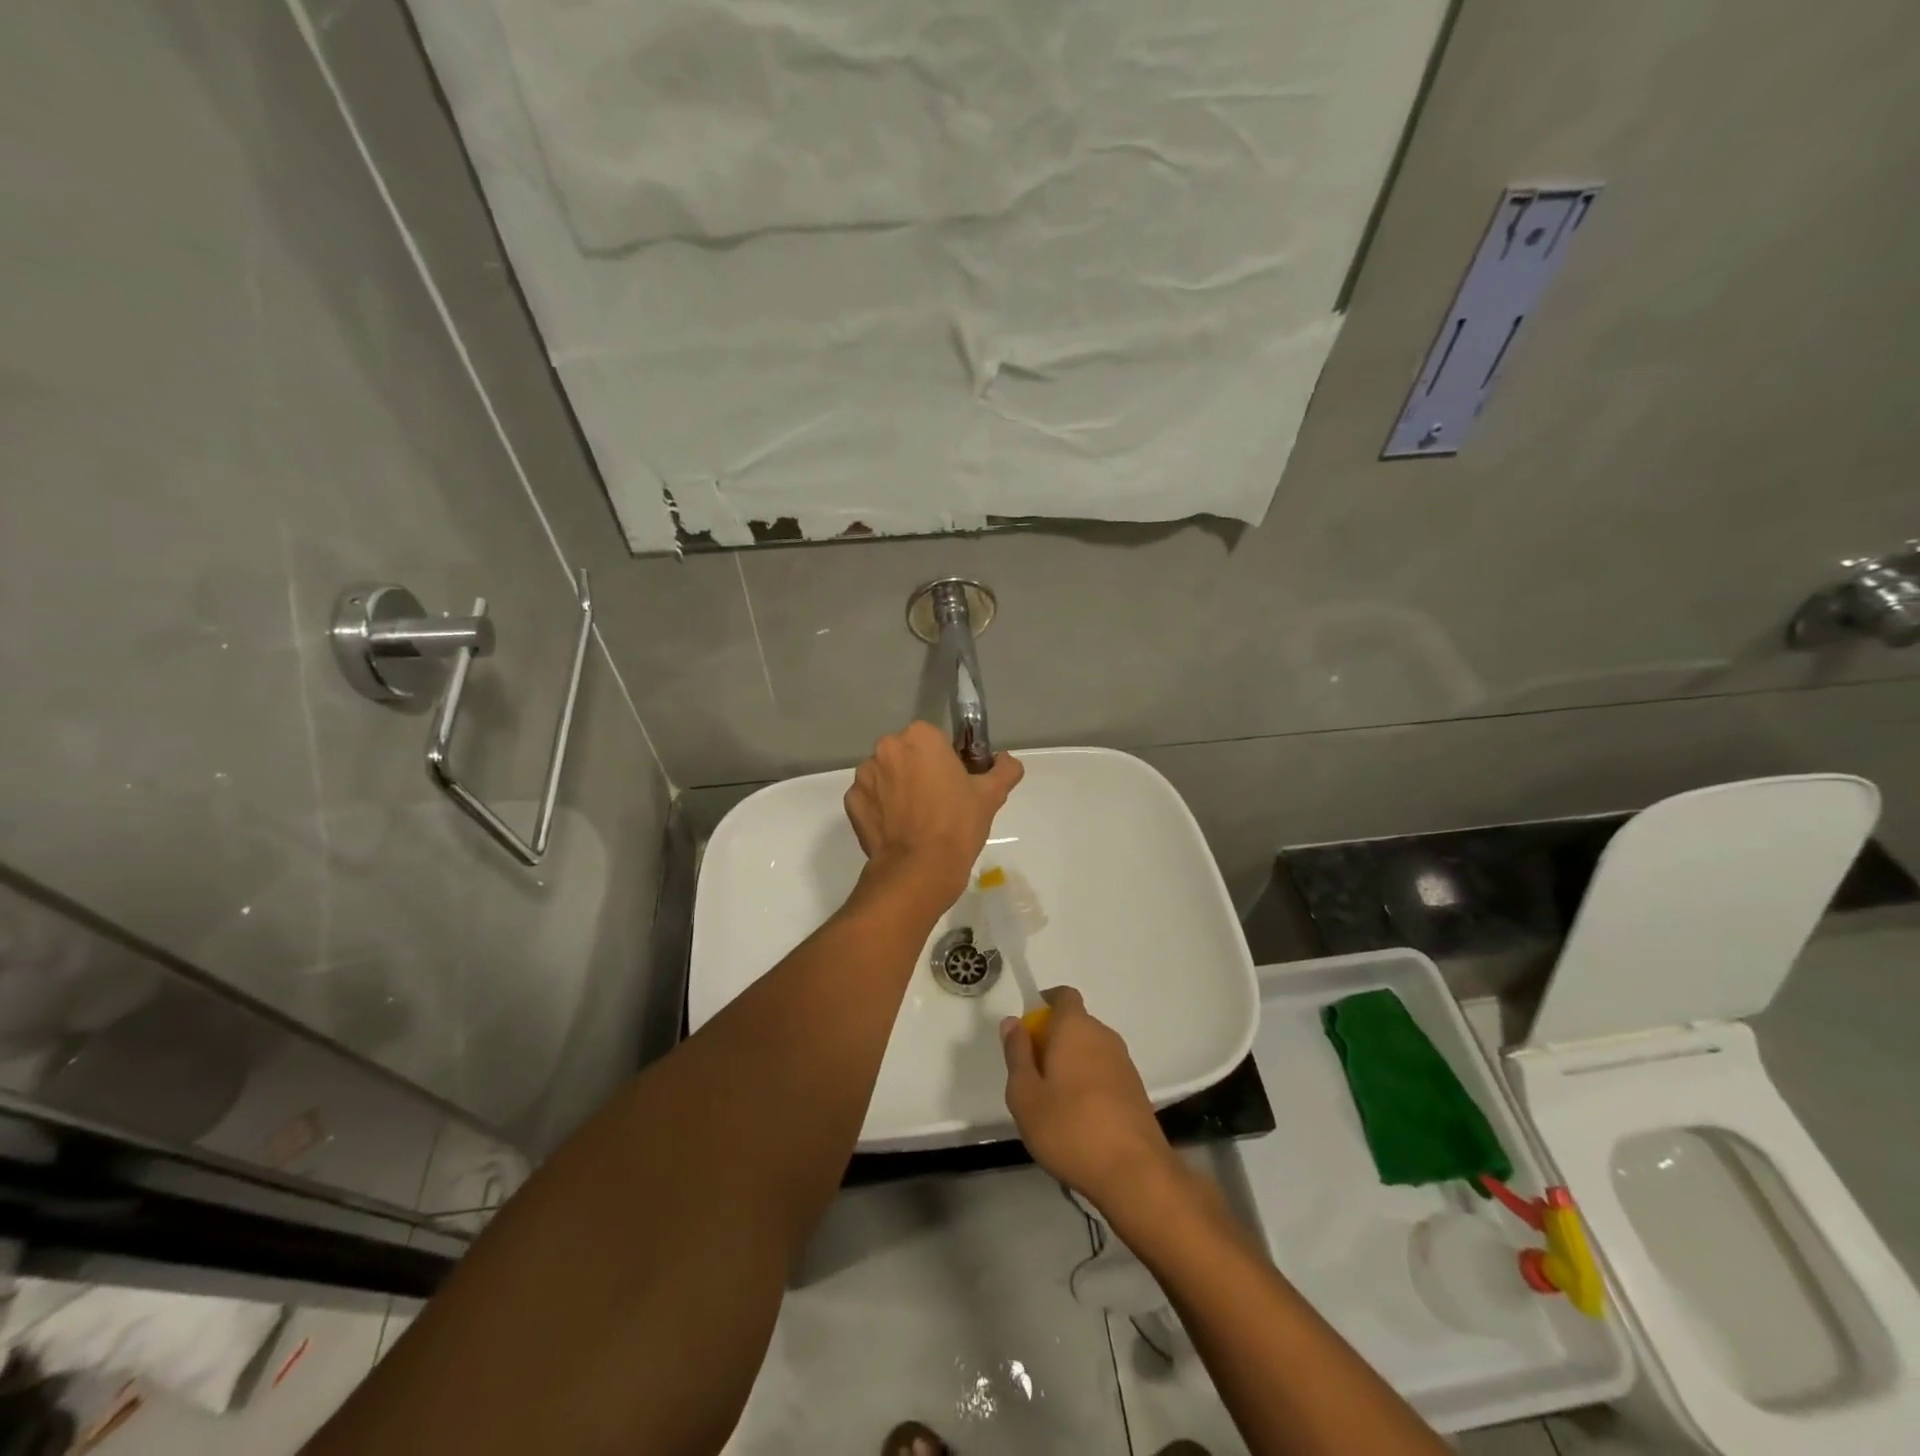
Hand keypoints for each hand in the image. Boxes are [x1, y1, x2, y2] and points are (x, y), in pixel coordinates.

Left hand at [843, 721, 1022, 912]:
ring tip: (914, 819)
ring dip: (896, 788)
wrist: (920, 870)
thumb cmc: (958, 825)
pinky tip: (897, 829)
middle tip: (936, 802)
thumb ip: (1004, 770)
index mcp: (920, 737)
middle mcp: (887, 748)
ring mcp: (864, 775)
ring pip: (885, 774)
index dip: (945, 761)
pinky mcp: (851, 801)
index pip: (934, 740)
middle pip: (906, 754)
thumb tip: (1008, 761)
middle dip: (918, 771)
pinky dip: (880, 808)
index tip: (953, 784)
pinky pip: (870, 798)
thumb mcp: (991, 795)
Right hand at [1001, 987, 1180, 1212]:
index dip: (1044, 1004)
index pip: (1063, 995)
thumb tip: (1013, 1022)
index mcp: (1076, 1027)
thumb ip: (1017, 1054)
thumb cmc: (1069, 1128)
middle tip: (1032, 1075)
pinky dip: (1088, 1083)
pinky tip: (1078, 1119)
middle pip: (1075, 1024)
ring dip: (1070, 1063)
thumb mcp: (1025, 1094)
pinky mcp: (1135, 1089)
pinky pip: (1104, 1072)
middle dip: (1052, 1040)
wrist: (1134, 1173)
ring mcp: (1124, 1062)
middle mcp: (1103, 1035)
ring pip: (1089, 1049)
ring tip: (1052, 1102)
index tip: (1027, 1030)